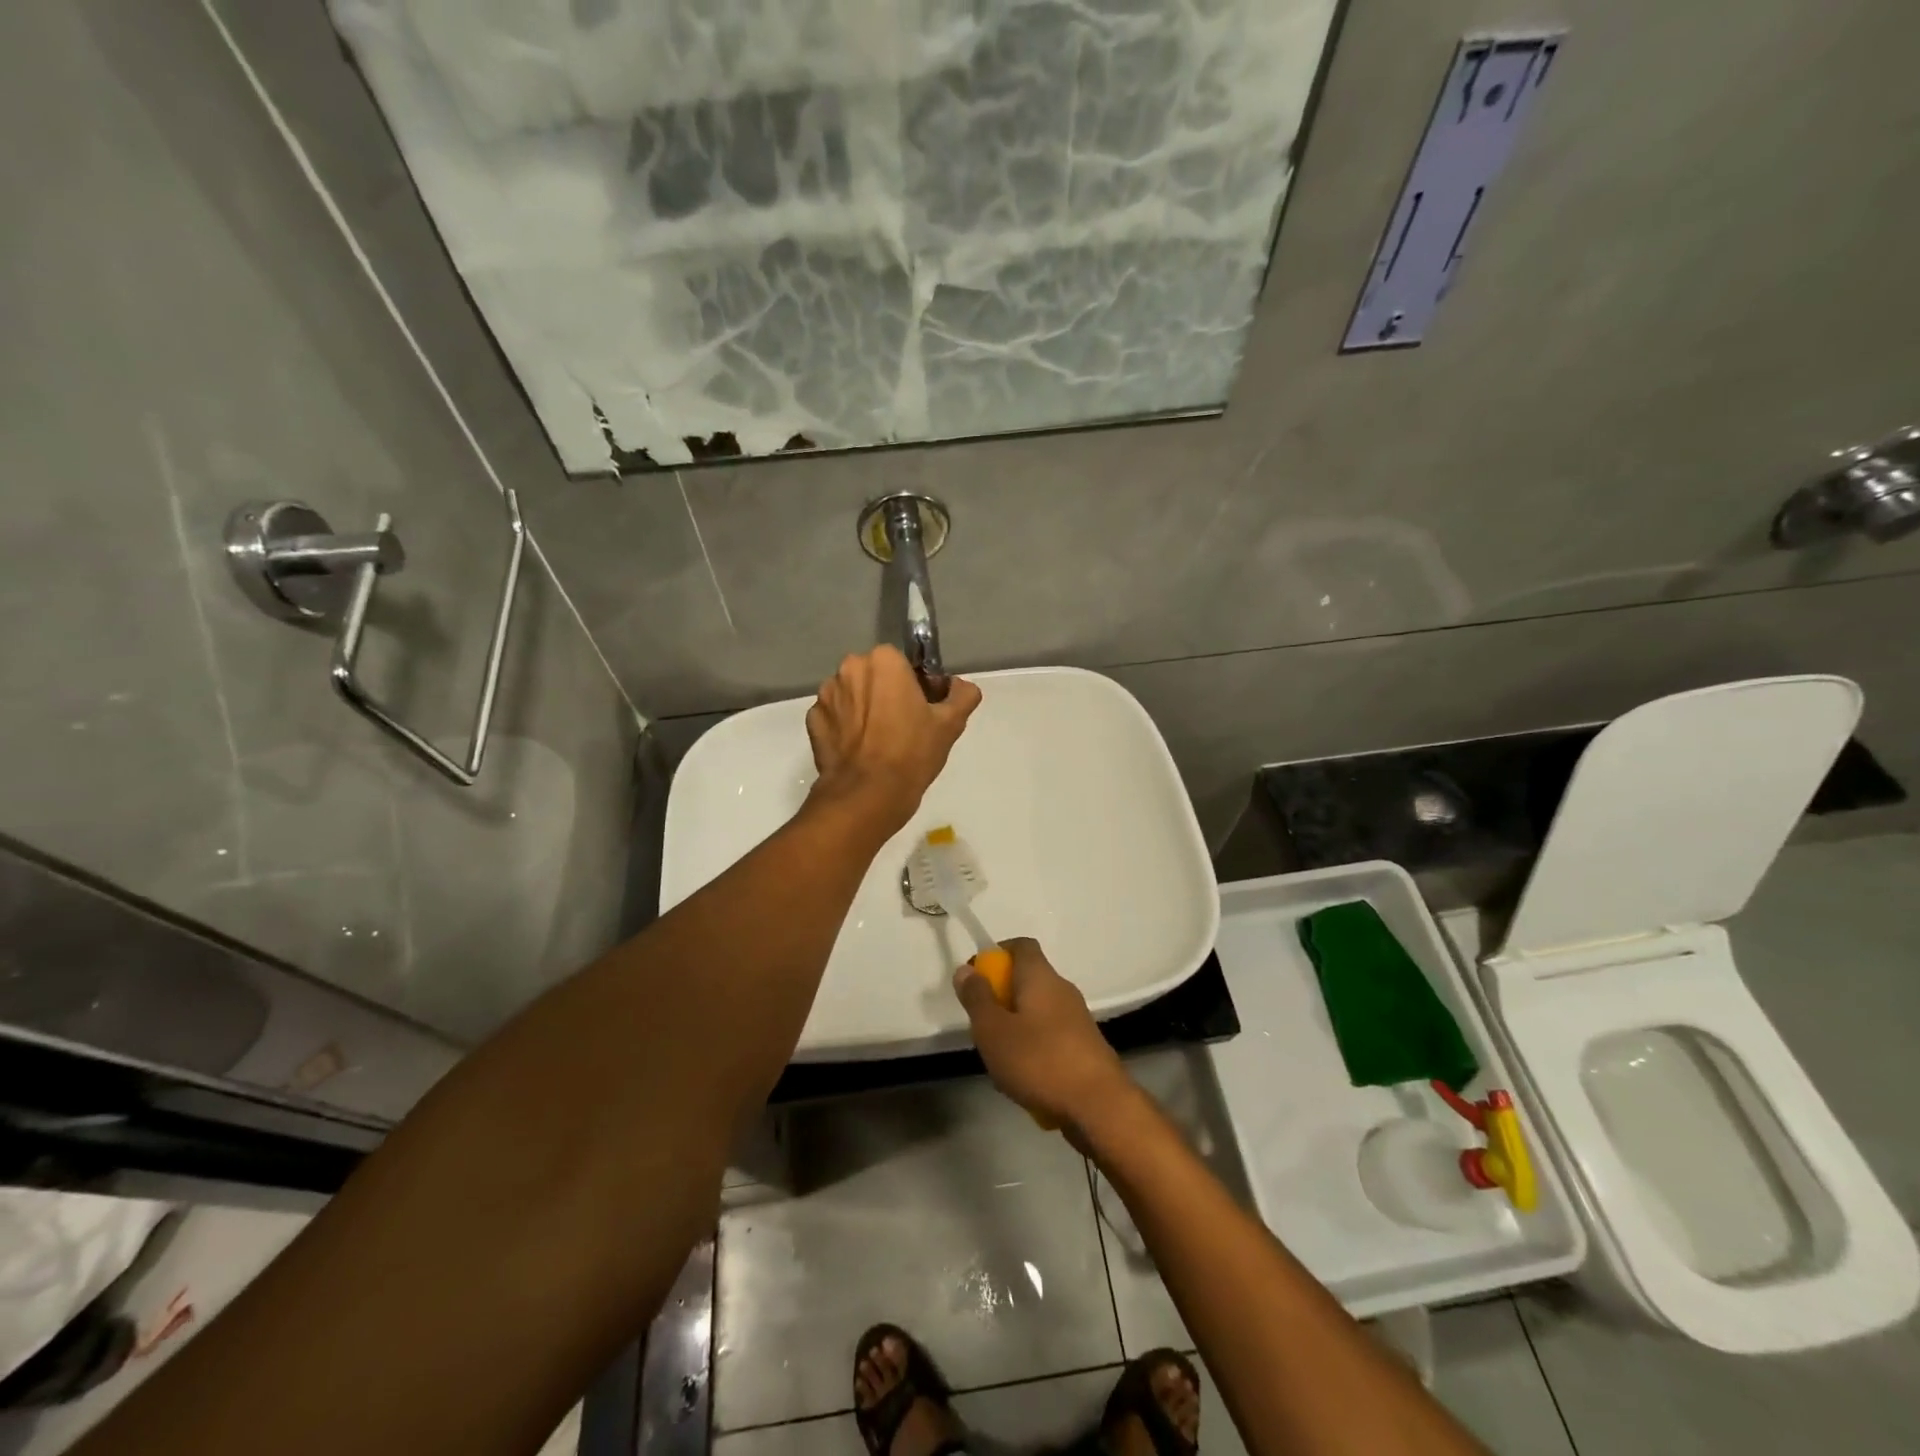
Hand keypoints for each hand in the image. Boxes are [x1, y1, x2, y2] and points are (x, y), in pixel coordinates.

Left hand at [805, 645, 981, 834]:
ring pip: (852, 695)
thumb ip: (962, 696)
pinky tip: (859, 750)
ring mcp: (826, 695)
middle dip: (886, 693)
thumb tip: (960, 687)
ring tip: (879, 741)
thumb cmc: (912, 753)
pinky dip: (845, 727)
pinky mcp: (813, 721)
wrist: (868, 795)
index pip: (903, 663)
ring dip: (864, 708)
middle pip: (874, 676)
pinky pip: (834, 716)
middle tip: (903, 725)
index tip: (923, 709)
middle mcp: (850, 669)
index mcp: (884, 661)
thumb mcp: (950, 724)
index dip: (915, 685)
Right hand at [953, 938, 1131, 1134]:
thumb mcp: (993, 1030)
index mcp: (1041, 976)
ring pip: (1037, 1011)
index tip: (977, 977)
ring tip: (1000, 1058)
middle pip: (1027, 979)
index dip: (997, 953)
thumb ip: (977, 998)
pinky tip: (1025, 1079)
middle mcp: (1062, 989)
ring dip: (1016, 1026)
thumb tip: (967, 969)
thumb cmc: (1039, 1061)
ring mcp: (1077, 1018)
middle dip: (1001, 997)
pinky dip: (1034, 1048)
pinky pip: (1051, 1036)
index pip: (1021, 945)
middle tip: (982, 1025)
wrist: (1100, 1106)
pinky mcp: (1085, 1046)